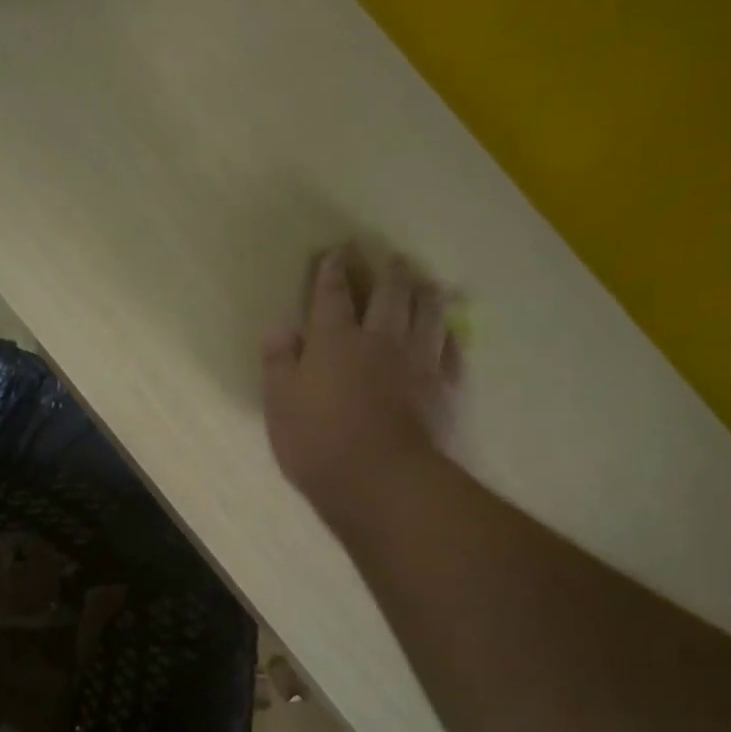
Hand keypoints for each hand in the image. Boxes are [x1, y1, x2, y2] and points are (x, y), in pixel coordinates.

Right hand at [262, 244, 462, 523]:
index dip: (333, 270)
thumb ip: (278, 363)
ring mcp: (417, 362)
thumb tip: (280, 327)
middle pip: (389, 294)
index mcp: (334, 341)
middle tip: (393, 258)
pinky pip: (451, 352)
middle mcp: (379, 340)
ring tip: (428, 283)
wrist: (380, 480)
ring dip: (427, 294)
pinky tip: (449, 335)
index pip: (332, 295)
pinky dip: (449, 338)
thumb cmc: (318, 443)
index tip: (338, 251)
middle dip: (389, 272)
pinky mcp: (443, 388)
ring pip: (428, 314)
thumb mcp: (279, 405)